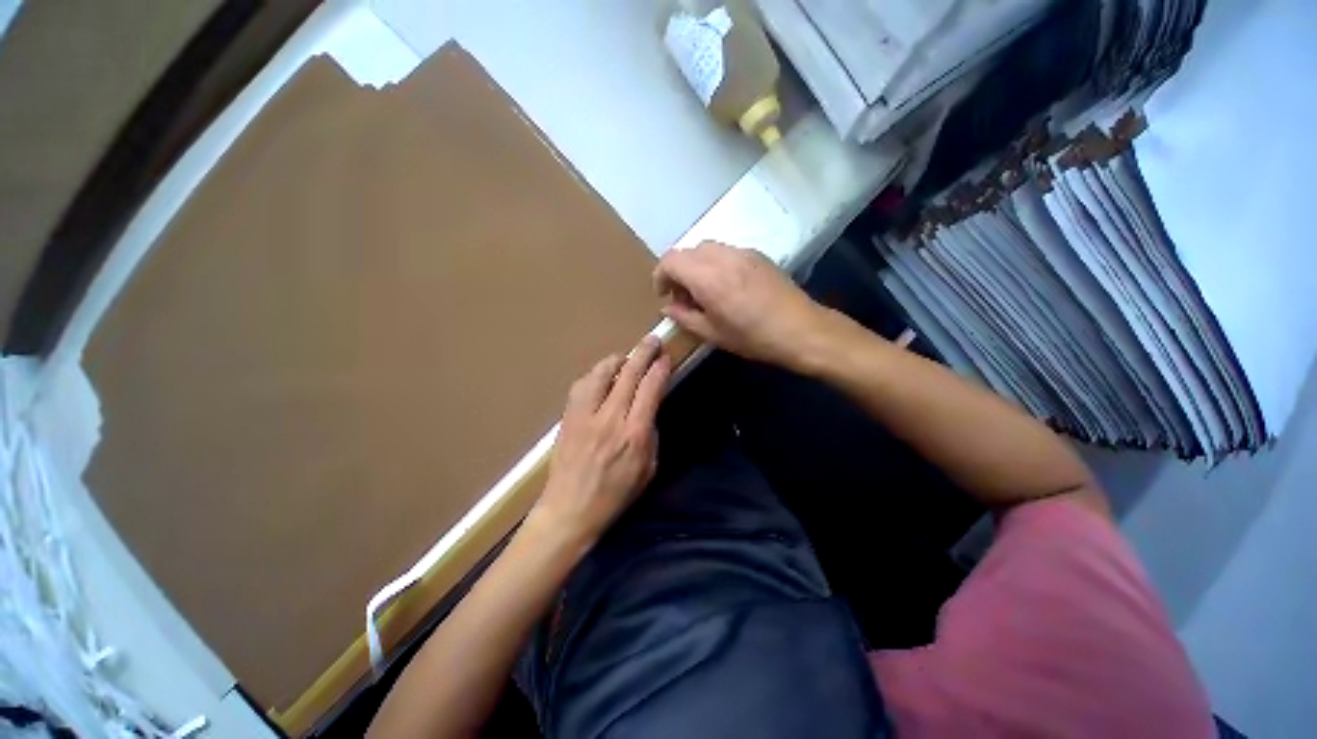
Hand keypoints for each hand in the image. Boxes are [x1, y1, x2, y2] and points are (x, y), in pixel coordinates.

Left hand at [530, 337, 671, 545]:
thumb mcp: (648, 469)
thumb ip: (651, 434)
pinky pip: (582, 385)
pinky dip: (595, 375)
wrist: (569, 509)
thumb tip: (648, 409)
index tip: (665, 357)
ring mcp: (586, 415)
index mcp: (635, 433)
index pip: (650, 388)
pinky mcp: (568, 416)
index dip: (660, 368)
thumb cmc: (615, 495)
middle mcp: (611, 418)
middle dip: (643, 352)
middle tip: (652, 340)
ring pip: (602, 372)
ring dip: (617, 360)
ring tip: (626, 357)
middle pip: (629, 373)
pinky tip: (601, 377)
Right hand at [654, 241, 831, 369]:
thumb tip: (667, 307)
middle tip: (683, 297)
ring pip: (706, 249)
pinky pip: (725, 252)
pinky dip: (715, 264)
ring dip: (696, 266)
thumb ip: (684, 317)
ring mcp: (742, 252)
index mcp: (708, 277)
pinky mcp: (757, 254)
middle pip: (687, 251)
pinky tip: (726, 287)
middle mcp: (723, 257)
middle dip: (678, 271)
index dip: (660, 276)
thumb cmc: (753, 337)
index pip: (671, 260)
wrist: (801, 329)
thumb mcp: (713, 334)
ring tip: (704, 292)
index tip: (664, 295)